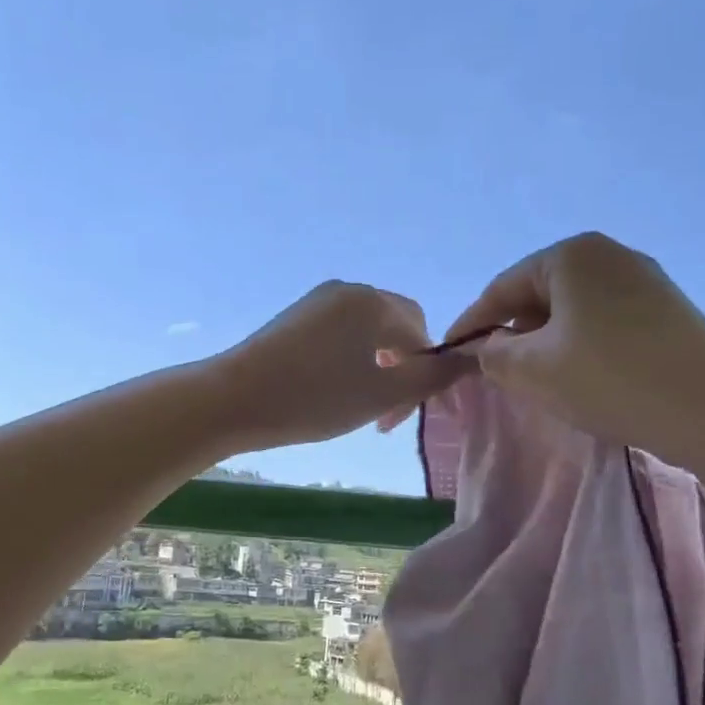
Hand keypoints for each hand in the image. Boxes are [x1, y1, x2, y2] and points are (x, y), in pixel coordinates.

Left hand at [208, 281, 471, 450]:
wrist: (232, 400)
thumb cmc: (315, 398)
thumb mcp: (385, 395)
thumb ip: (434, 377)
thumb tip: (471, 360)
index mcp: (374, 301)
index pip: (423, 332)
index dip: (429, 372)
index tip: (413, 414)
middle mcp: (348, 290)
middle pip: (396, 328)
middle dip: (402, 370)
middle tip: (388, 414)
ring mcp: (317, 302)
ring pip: (367, 334)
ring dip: (376, 369)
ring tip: (361, 406)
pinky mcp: (294, 318)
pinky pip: (339, 335)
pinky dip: (350, 361)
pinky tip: (333, 391)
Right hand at [445, 233, 704, 449]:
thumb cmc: (610, 378)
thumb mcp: (533, 370)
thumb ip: (493, 355)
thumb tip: (489, 348)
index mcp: (571, 255)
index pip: (502, 288)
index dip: (471, 324)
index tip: (451, 356)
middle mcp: (610, 256)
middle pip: (540, 296)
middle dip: (514, 334)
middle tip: (499, 375)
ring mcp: (646, 282)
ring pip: (574, 312)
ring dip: (548, 345)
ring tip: (542, 383)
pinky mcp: (669, 312)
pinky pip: (606, 324)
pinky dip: (583, 349)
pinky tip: (587, 381)